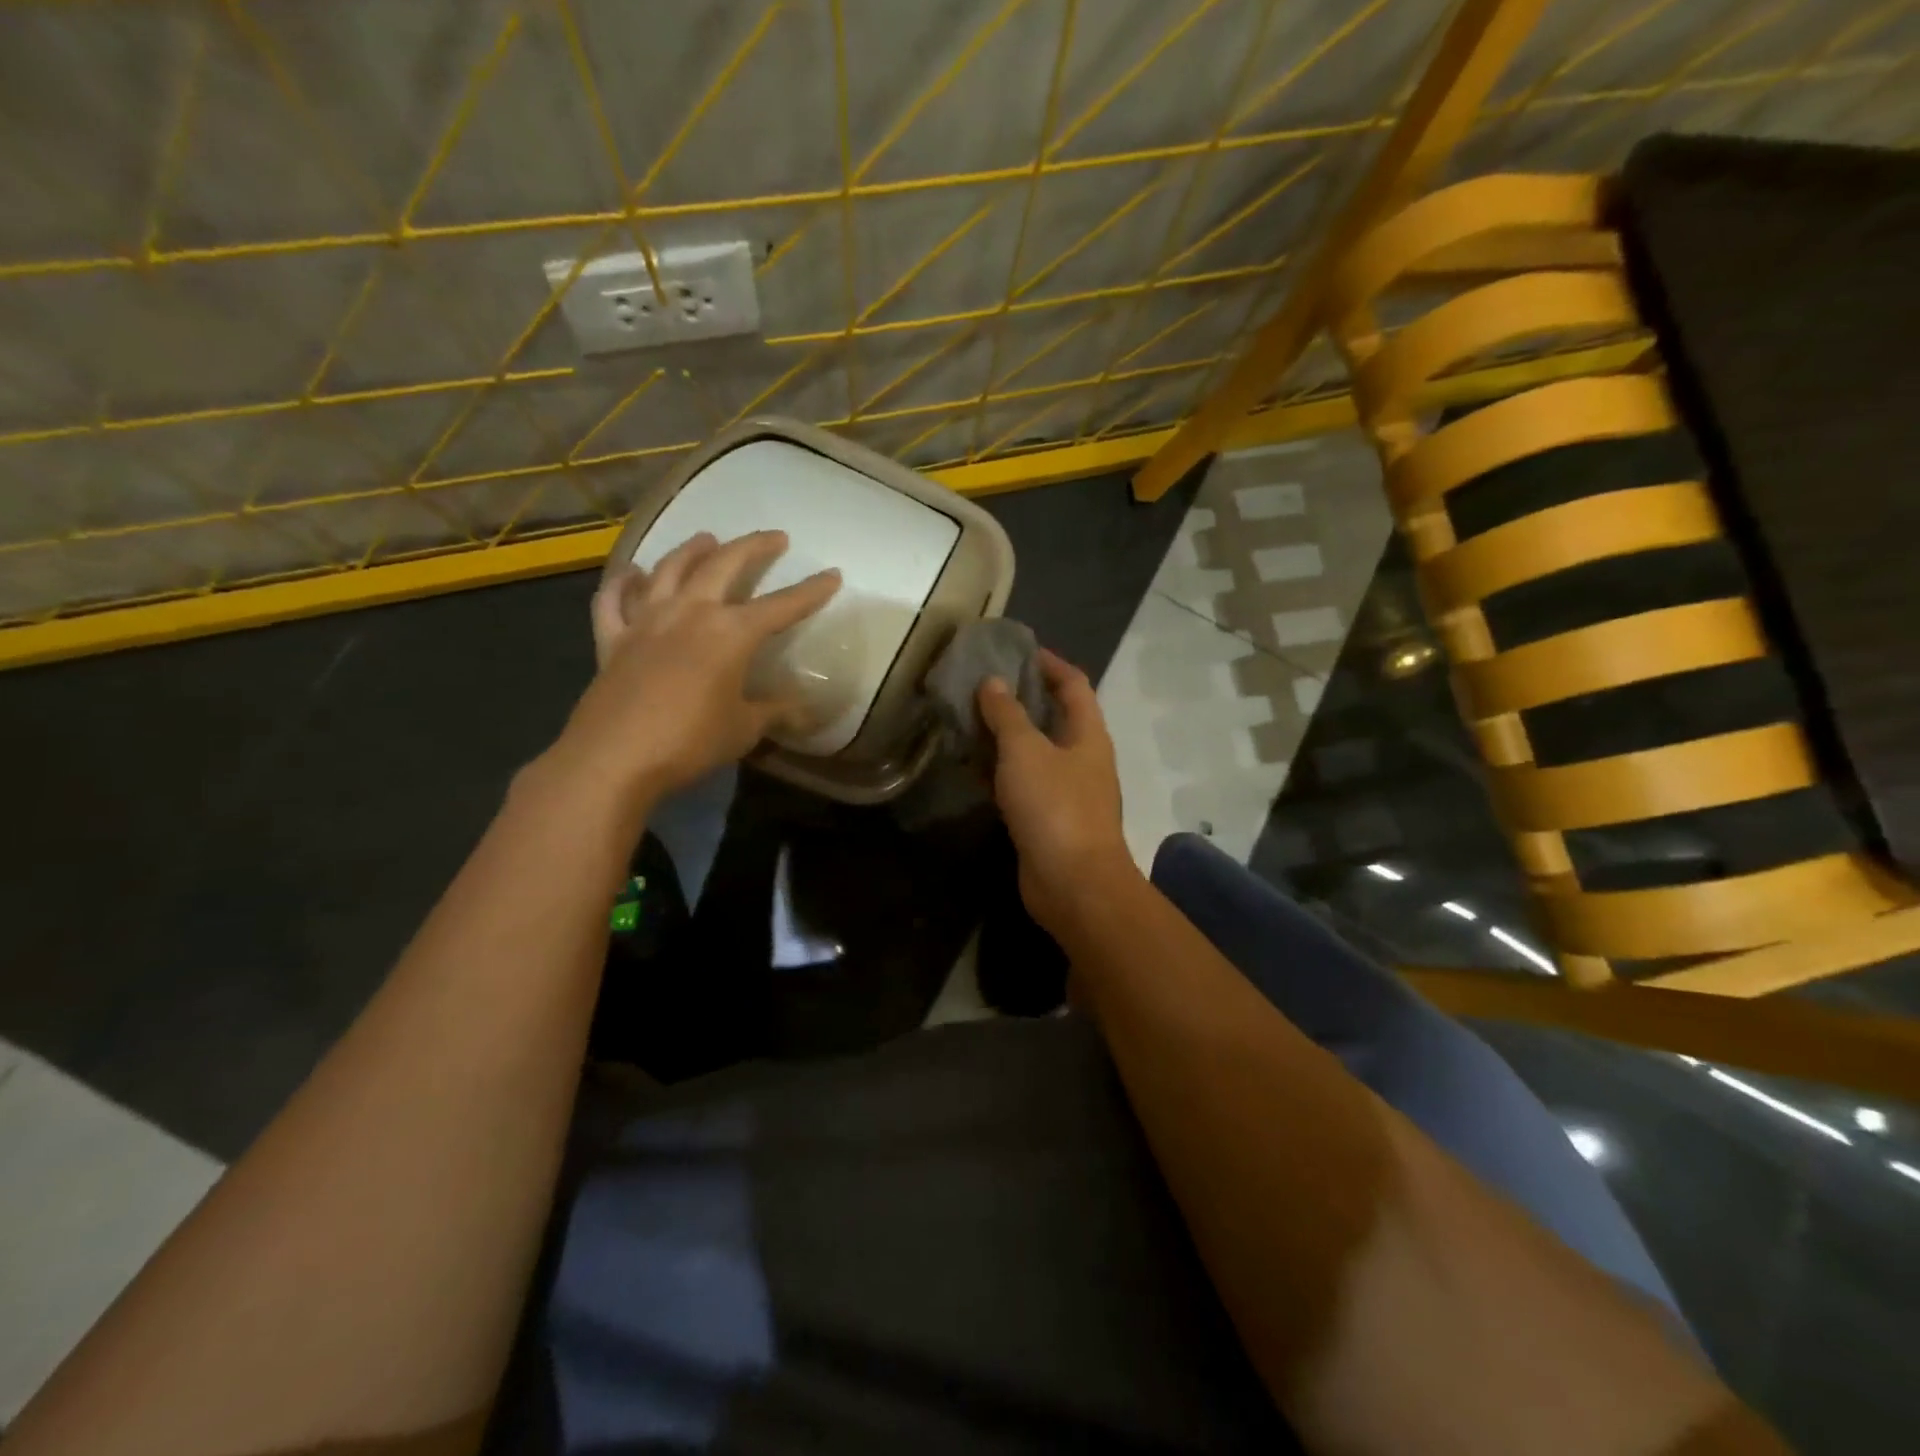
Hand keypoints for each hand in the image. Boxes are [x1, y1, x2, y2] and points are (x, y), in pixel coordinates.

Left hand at [546, 530, 839, 811]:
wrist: (615, 757)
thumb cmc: (690, 741)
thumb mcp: (743, 729)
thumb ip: (773, 711)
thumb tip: (803, 709)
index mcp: (731, 633)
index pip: (782, 606)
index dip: (811, 591)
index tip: (833, 574)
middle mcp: (690, 613)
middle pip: (724, 565)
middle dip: (752, 547)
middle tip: (773, 537)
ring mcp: (646, 621)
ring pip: (669, 569)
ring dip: (691, 550)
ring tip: (707, 538)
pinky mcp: (613, 639)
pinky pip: (614, 600)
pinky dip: (623, 582)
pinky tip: (632, 573)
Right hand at [977, 649, 1136, 933]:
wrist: (1072, 884)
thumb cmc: (1055, 807)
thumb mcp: (1025, 751)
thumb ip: (1007, 715)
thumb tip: (993, 682)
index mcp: (1088, 734)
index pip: (1073, 684)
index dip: (1049, 663)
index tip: (1018, 650)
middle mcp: (1081, 758)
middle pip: (1053, 717)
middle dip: (1020, 698)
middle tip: (981, 685)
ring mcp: (1066, 791)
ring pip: (1034, 752)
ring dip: (1005, 736)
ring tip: (968, 719)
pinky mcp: (1046, 819)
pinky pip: (1022, 784)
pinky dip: (999, 772)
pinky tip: (970, 767)